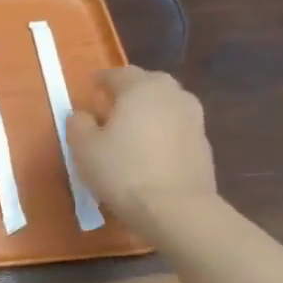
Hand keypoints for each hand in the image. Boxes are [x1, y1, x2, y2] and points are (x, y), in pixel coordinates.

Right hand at [67, 67, 217, 234]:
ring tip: (133, 127)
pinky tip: (150, 150)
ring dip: (150, 110)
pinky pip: (177, 128)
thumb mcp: (84, 148)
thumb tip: (81, 115)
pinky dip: (163, 131)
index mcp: (142, 88)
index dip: (102, 79)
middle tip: (113, 103)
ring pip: (167, 105)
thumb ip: (78, 125)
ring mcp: (194, 119)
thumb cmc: (123, 170)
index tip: (91, 86)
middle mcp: (172, 95)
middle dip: (131, 89)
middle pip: (150, 83)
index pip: (120, 74)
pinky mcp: (204, 145)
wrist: (176, 209)